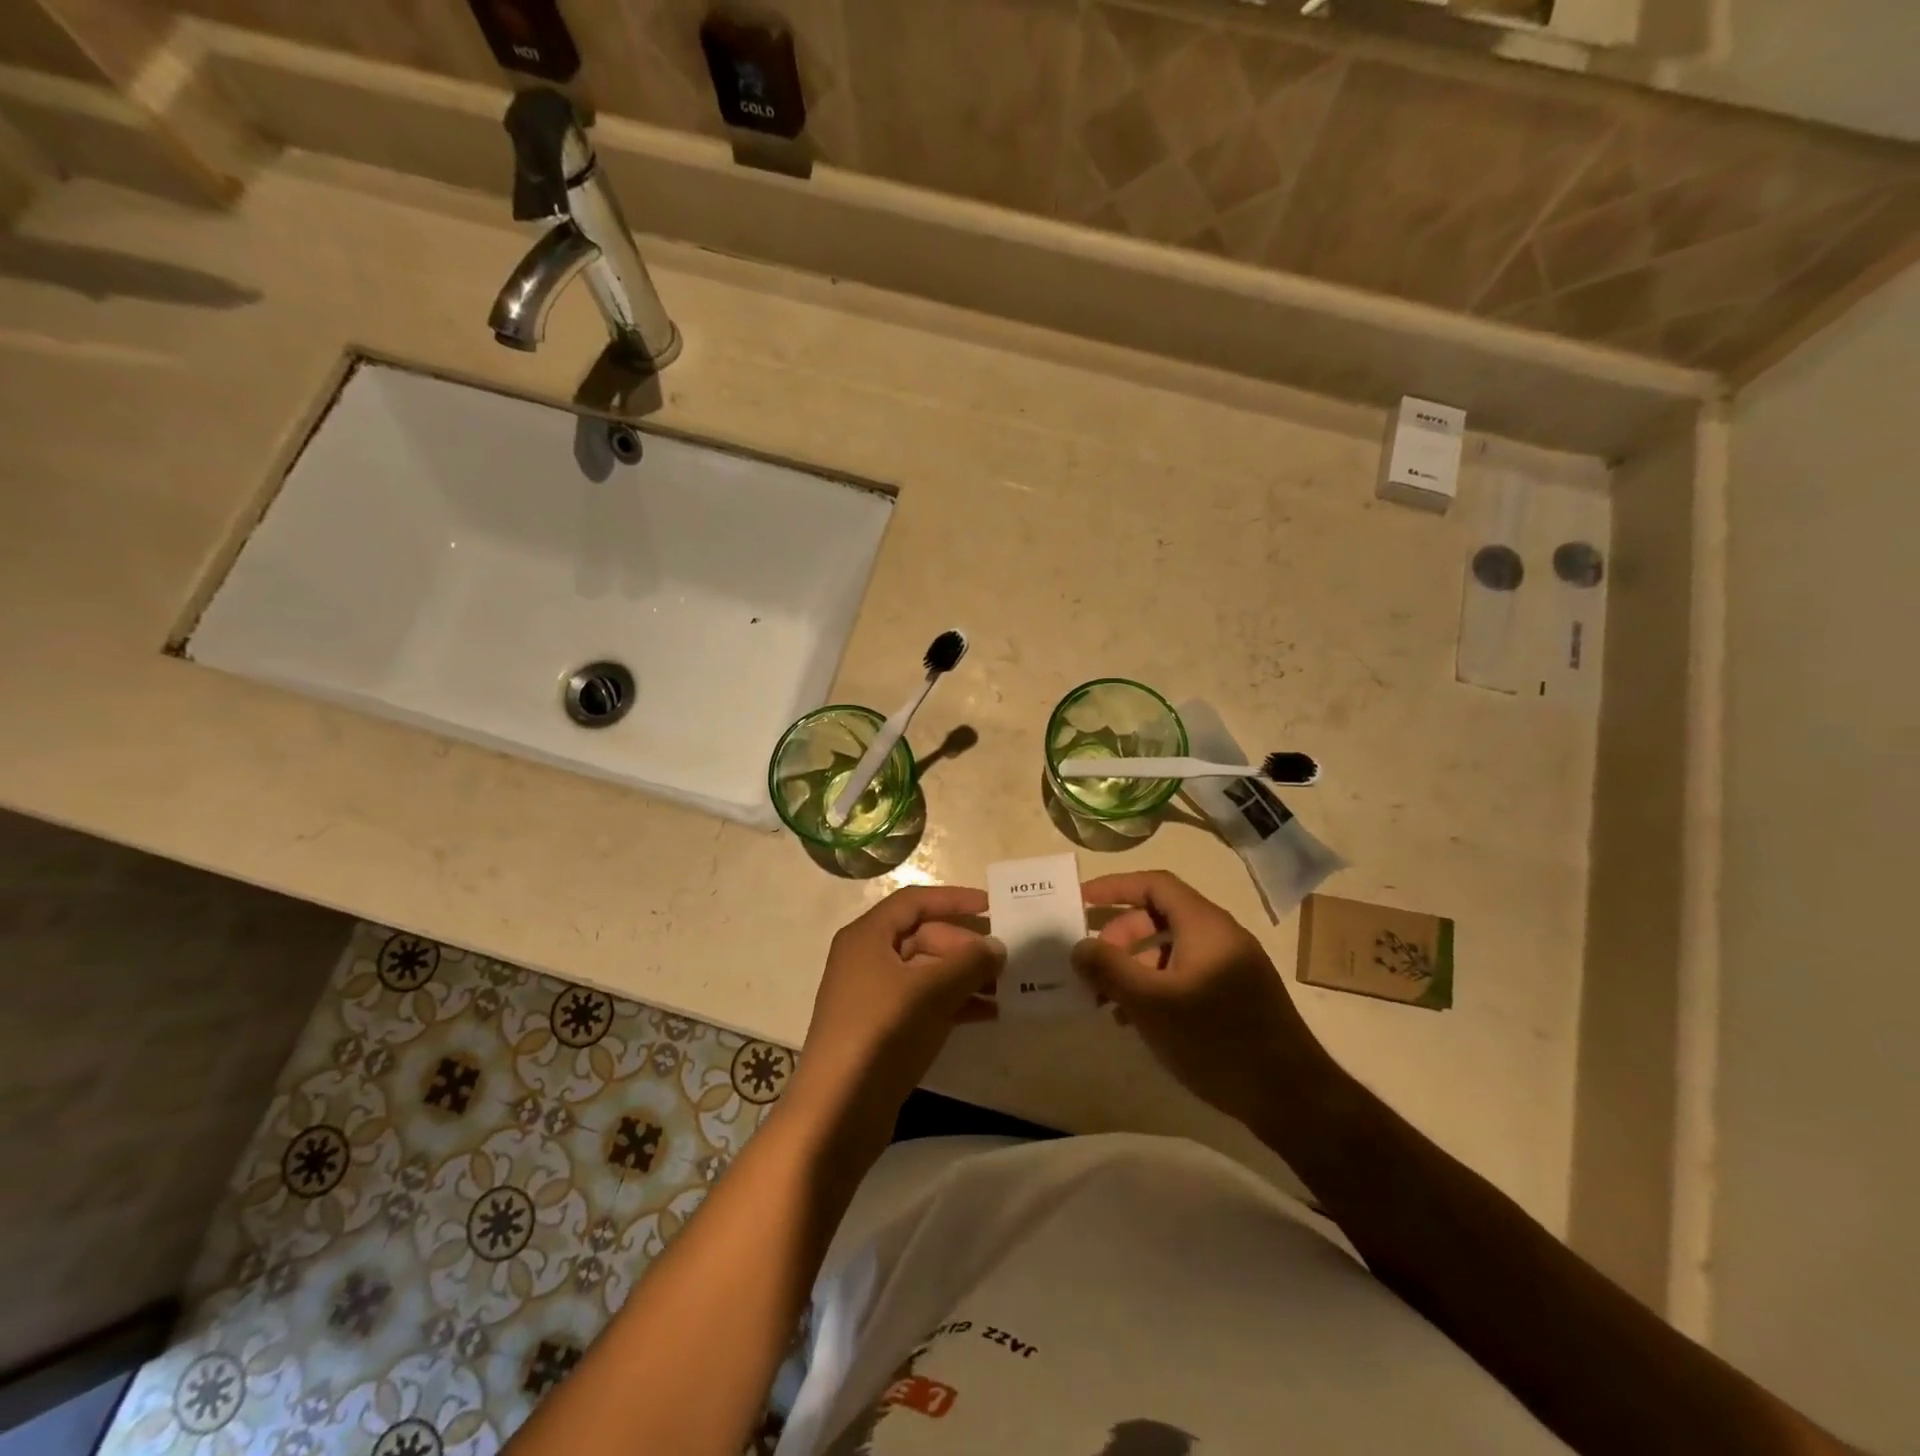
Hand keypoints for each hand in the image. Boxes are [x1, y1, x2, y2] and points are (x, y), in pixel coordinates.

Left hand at [788, 886, 1004, 1149]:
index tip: (992, 906)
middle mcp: (867, 958)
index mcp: (867, 936)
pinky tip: (989, 1014)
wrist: (838, 1112)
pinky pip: (924, 1002)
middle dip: (964, 945)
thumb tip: (997, 947)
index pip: (914, 901)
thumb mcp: (931, 991)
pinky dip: (954, 1003)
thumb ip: (969, 962)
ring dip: (964, 976)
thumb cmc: (882, 1033)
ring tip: (1006, 987)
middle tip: (1004, 960)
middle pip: (922, 936)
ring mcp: (873, 995)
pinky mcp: (883, 1030)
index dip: (954, 899)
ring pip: (926, 972)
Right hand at [1072, 871, 1326, 1128]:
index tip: (1081, 902)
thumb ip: (1109, 969)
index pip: (1154, 884)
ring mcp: (1234, 967)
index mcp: (1204, 925)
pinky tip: (1139, 1021)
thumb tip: (1080, 946)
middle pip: (1160, 917)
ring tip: (1108, 1002)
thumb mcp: (1151, 1003)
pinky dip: (1158, 986)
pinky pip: (1188, 974)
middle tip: (1094, 967)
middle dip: (1121, 937)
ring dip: (1135, 967)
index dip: (1114, 887)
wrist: (1293, 1098)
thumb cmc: (1217, 1039)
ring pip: (1172, 950)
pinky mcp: (1239, 996)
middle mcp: (1221, 936)